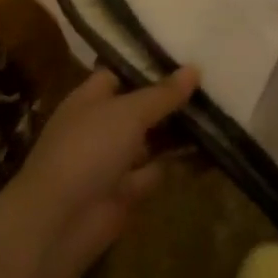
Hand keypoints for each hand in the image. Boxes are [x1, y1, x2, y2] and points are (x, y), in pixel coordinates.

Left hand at [9, 67, 196, 272]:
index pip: (119, 74)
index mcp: (90, 99)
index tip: (184, 57)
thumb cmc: (89, 149)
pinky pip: (156, 170)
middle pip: (139, 107)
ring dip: (178, 132)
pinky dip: (178, 164)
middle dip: (170, 99)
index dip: (148, 67)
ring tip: (218, 113)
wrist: (60, 221)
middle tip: (212, 84)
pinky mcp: (125, 192)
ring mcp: (112, 160)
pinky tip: (210, 151)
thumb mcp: (129, 112)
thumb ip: (163, 93)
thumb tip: (194, 68)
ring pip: (150, 140)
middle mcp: (100, 126)